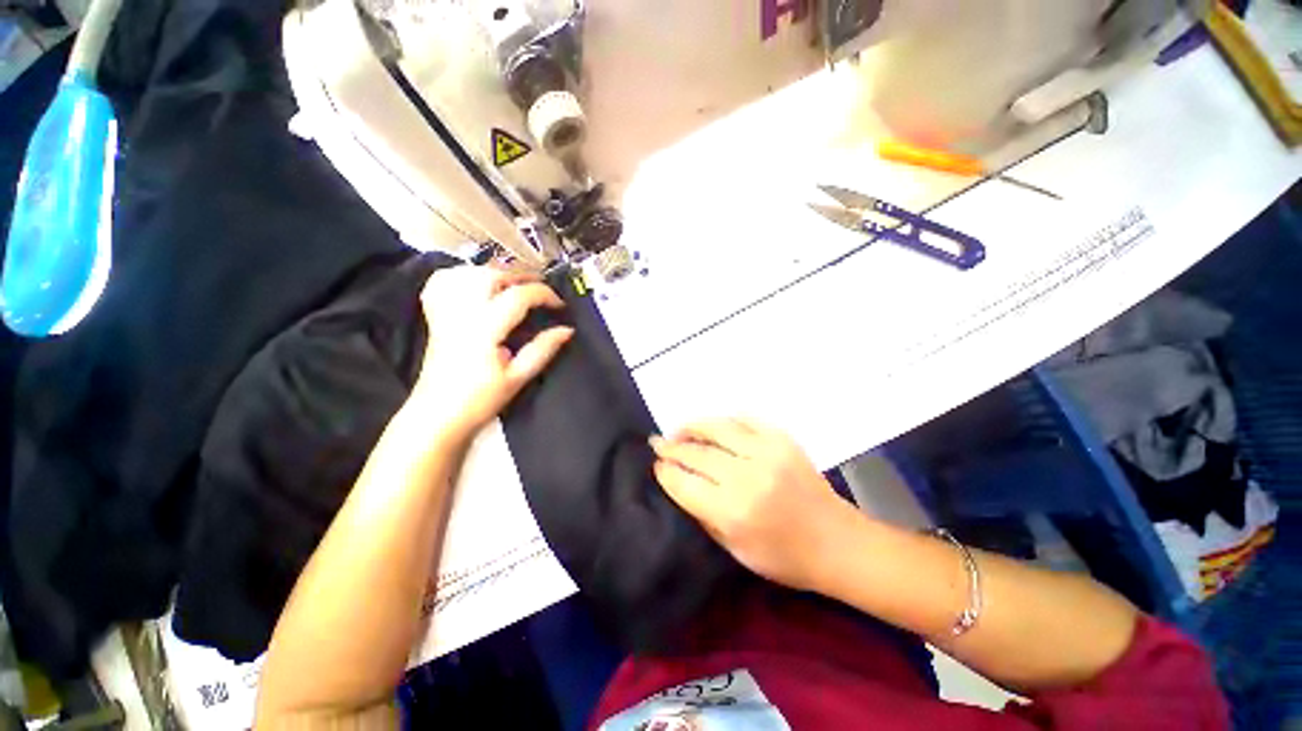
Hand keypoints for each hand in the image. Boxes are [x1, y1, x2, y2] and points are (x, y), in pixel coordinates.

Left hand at [412, 266, 573, 437]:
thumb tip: (567, 330)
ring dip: (494, 272)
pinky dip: (462, 275)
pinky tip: (477, 284)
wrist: (437, 416)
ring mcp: (444, 312)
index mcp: (483, 330)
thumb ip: (543, 349)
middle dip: (521, 275)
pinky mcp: (435, 317)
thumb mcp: (518, 377)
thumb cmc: (479, 400)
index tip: (559, 305)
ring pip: (466, 273)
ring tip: (514, 284)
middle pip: (490, 274)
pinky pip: (443, 282)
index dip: (543, 294)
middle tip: (540, 288)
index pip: (517, 296)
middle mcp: (461, 313)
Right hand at [650, 419, 858, 590]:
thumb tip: (680, 483)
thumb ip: (703, 515)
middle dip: (672, 447)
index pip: (684, 482)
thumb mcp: (735, 551)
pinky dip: (725, 421)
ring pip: (717, 427)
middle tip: (657, 442)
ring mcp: (767, 452)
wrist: (838, 542)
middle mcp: (746, 476)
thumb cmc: (785, 558)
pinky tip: (715, 427)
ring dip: (693, 426)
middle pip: (696, 453)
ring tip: (680, 430)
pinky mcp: (782, 439)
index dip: (665, 471)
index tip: (656, 465)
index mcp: (733, 512)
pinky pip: (745, 419)